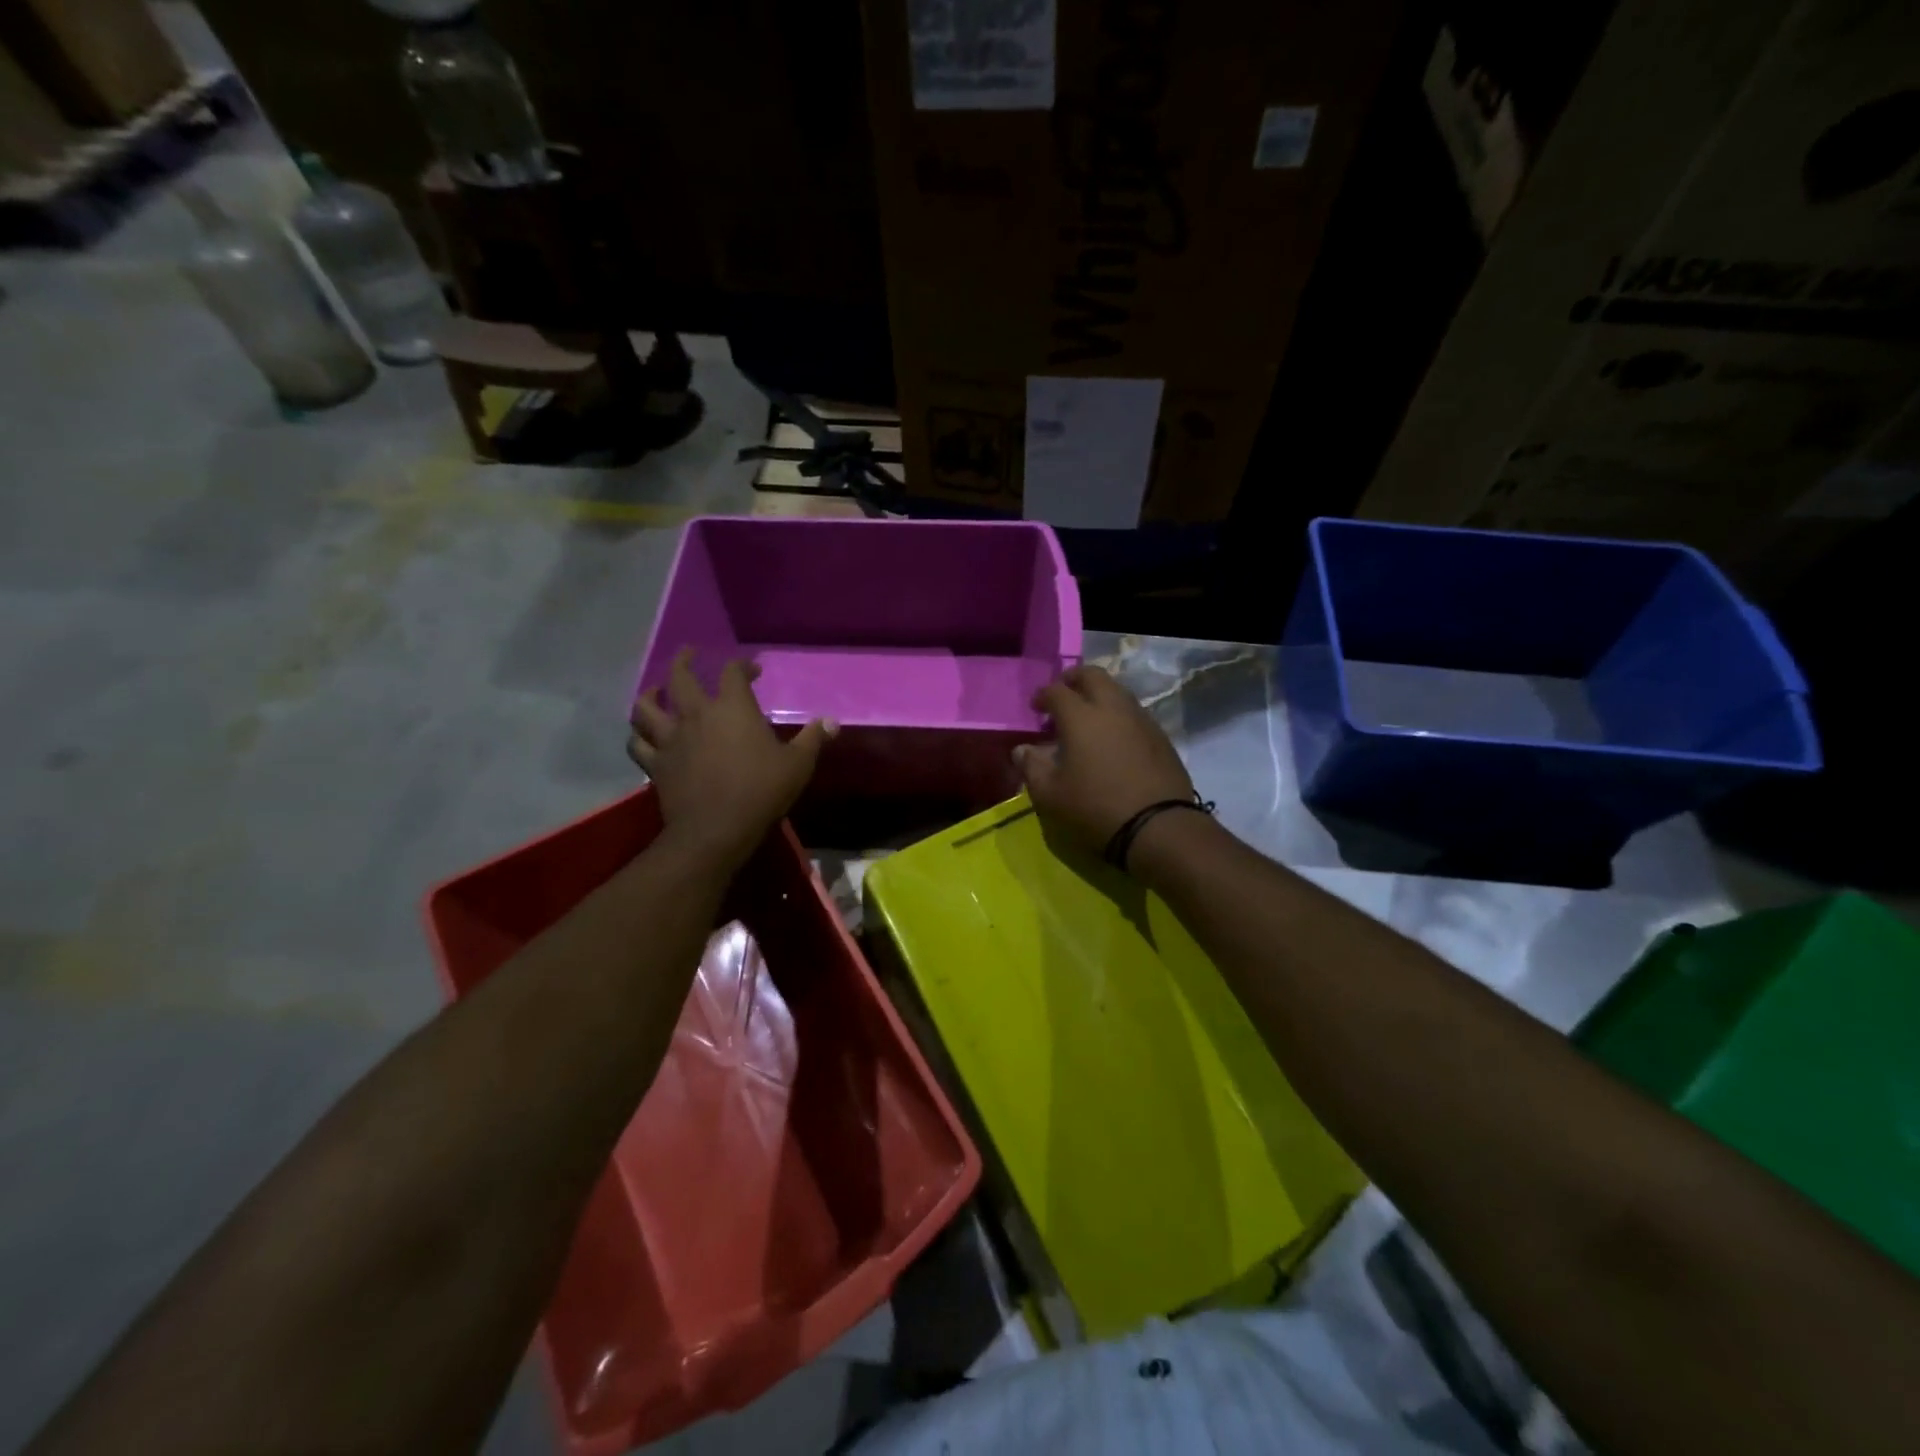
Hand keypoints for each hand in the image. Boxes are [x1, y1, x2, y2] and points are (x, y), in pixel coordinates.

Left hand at [627, 649, 833, 869]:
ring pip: (647, 707)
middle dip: (684, 661)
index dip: (743, 665)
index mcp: (732, 708)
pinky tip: (643, 734)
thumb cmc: (761, 791)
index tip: (753, 670)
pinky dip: (639, 735)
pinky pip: (638, 744)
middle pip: (680, 677)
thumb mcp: (798, 764)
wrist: (717, 829)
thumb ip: (813, 738)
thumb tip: (832, 721)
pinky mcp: (656, 764)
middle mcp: (696, 715)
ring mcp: (671, 739)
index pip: (733, 672)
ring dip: (650, 695)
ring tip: (655, 691)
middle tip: (689, 654)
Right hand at [1013, 665, 1194, 864]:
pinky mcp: (1161, 738)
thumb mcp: (1051, 795)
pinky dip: (1118, 716)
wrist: (1158, 828)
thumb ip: (1032, 767)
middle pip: (1093, 676)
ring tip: (1088, 721)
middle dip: (1074, 680)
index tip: (1036, 708)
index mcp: (1081, 717)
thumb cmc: (1095, 809)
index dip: (1043, 695)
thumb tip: (1022, 750)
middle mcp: (1113, 708)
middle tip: (1063, 697)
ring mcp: (1142, 720)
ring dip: (1099, 697)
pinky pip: (1135, 714)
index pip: (1057, 691)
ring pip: (1118, 692)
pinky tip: (1113, 740)